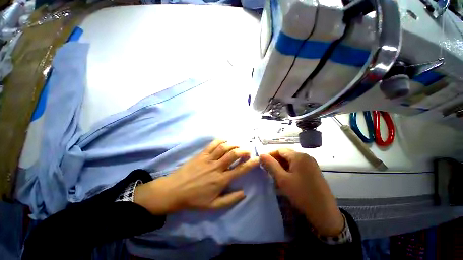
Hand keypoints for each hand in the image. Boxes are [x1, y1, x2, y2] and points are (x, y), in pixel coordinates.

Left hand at [134, 140, 259, 214]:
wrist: (174, 191)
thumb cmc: (194, 199)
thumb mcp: (213, 206)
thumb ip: (230, 200)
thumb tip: (243, 192)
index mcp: (221, 180)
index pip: (240, 169)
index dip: (250, 163)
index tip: (257, 159)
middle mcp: (217, 167)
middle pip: (233, 154)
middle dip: (243, 151)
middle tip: (248, 150)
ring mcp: (208, 159)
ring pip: (224, 148)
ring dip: (234, 145)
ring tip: (238, 145)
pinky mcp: (201, 154)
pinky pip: (213, 144)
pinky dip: (220, 141)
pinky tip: (225, 141)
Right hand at [260, 149, 343, 236]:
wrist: (324, 213)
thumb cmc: (301, 194)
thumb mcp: (282, 179)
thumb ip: (271, 165)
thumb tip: (261, 155)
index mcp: (299, 156)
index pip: (280, 150)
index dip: (270, 155)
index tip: (262, 163)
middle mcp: (306, 156)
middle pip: (286, 154)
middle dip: (275, 161)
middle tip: (268, 170)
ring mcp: (311, 164)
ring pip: (291, 160)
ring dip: (282, 165)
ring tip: (275, 175)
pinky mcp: (313, 171)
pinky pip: (298, 166)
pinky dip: (289, 169)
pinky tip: (286, 178)